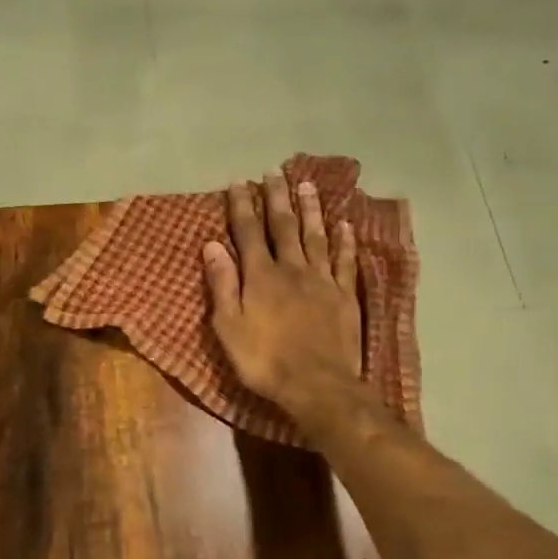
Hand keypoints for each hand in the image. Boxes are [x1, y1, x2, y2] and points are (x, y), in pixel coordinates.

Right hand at [202, 171, 362, 426]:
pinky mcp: (345, 295)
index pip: (248, 233)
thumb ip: (222, 284)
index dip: (243, 207)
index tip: (239, 183)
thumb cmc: (264, 360)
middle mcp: (292, 269)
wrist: (317, 385)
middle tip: (274, 173)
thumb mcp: (229, 326)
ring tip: (306, 185)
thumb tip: (212, 245)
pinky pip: (345, 261)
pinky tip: (344, 224)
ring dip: (310, 210)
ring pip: (316, 236)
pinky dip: (344, 241)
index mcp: (260, 276)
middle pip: (283, 227)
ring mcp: (322, 280)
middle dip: (277, 198)